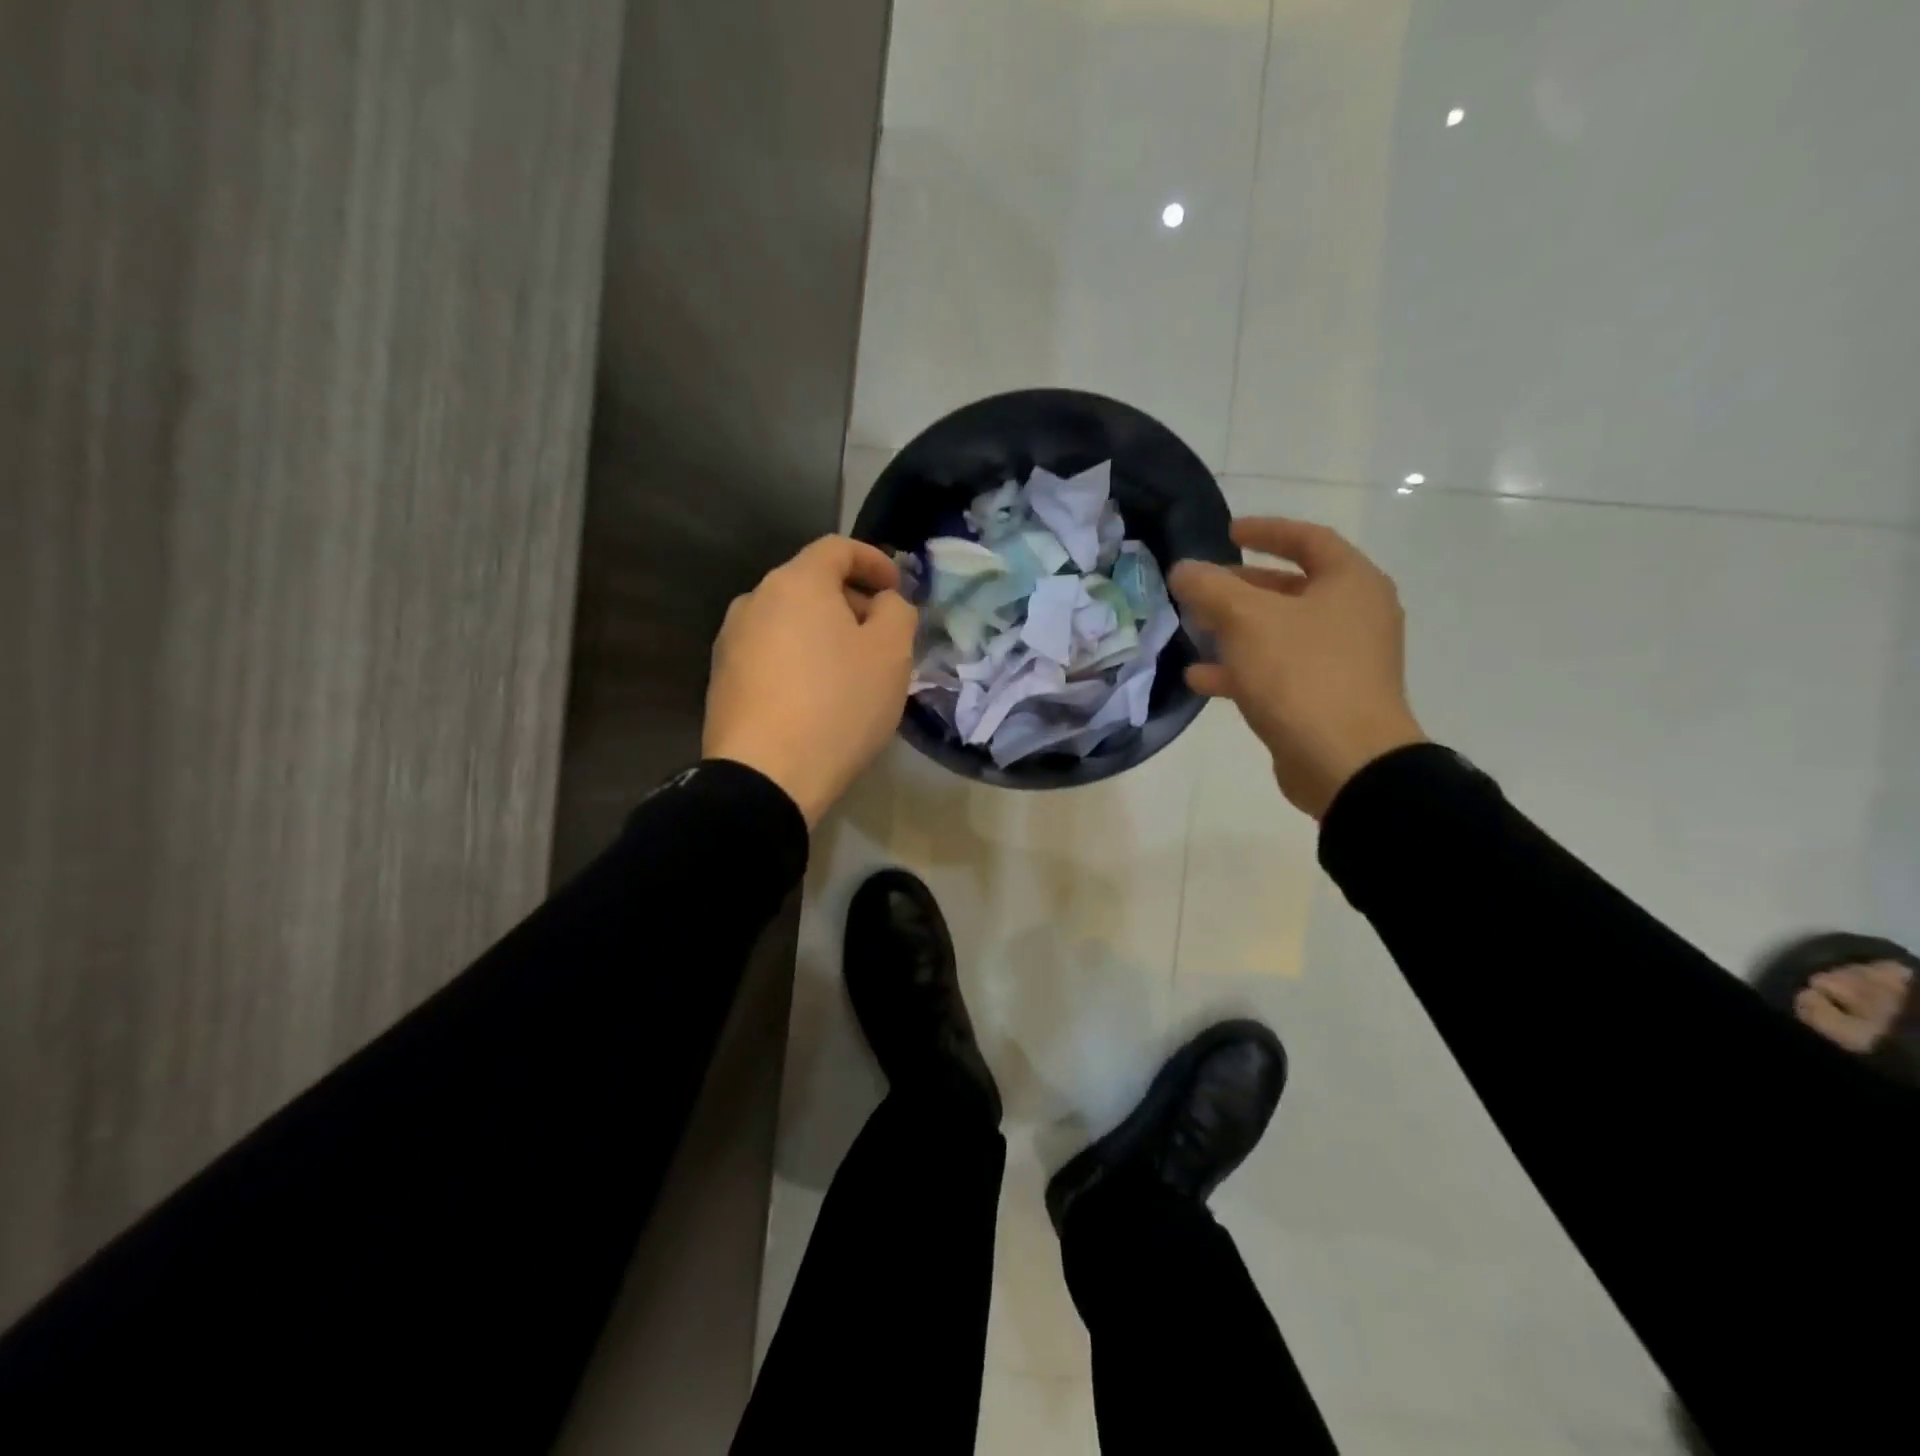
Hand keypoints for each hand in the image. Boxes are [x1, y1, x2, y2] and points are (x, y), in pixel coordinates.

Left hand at [703, 536, 916, 827]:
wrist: (764, 776)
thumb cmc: (838, 705)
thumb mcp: (891, 654)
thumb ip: (896, 612)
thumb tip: (883, 602)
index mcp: (796, 582)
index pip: (837, 548)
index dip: (874, 561)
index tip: (897, 589)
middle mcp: (754, 600)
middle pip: (810, 584)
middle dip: (851, 602)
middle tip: (881, 638)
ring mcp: (730, 641)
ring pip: (788, 622)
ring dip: (823, 634)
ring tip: (849, 672)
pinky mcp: (721, 681)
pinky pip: (770, 654)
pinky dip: (798, 660)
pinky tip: (816, 697)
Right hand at [1171, 518, 1425, 819]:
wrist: (1345, 762)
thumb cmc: (1302, 674)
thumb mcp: (1247, 620)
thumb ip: (1210, 588)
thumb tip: (1183, 569)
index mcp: (1351, 583)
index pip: (1308, 540)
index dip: (1267, 530)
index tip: (1228, 532)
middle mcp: (1354, 616)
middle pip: (1291, 588)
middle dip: (1241, 586)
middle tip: (1203, 587)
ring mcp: (1341, 661)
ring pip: (1279, 633)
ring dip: (1235, 630)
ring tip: (1193, 629)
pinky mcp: (1323, 699)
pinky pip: (1277, 671)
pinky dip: (1240, 670)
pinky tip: (1199, 678)